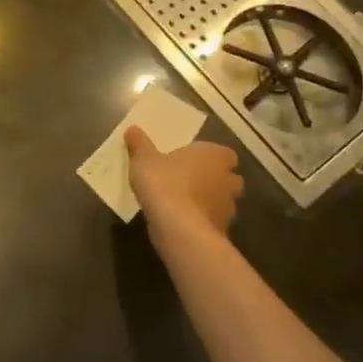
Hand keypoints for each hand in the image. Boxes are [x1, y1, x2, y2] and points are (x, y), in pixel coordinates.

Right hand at [125, 127, 242, 247]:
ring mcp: (228, 208)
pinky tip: (185, 224)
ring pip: (223, 202)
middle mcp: (228, 180)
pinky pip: (214, 222)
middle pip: (229, 178)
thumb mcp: (144, 160)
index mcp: (214, 156)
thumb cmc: (164, 184)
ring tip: (186, 204)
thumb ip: (140, 145)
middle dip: (215, 180)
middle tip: (192, 181)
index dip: (211, 157)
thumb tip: (133, 130)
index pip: (225, 154)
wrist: (178, 228)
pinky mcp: (222, 231)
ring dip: (210, 202)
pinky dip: (203, 222)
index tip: (194, 160)